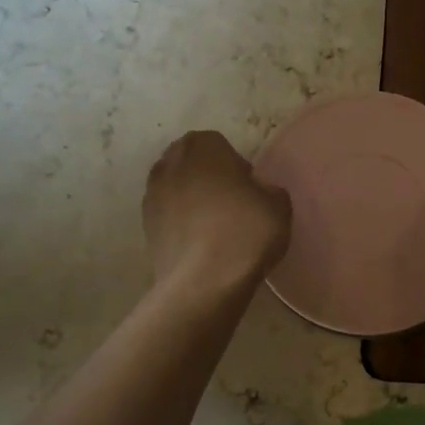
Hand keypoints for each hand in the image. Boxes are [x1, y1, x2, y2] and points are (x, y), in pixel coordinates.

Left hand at [143, 131, 291, 298]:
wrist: (204, 280)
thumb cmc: (245, 231)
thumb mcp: (279, 205)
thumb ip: (268, 189)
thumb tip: (258, 192)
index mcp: (203, 147)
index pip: (218, 143)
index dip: (235, 164)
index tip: (248, 188)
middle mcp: (171, 164)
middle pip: (191, 162)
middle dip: (208, 176)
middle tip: (231, 203)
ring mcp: (152, 195)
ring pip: (176, 188)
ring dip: (191, 199)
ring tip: (214, 225)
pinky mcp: (145, 227)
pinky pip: (168, 215)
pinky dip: (180, 223)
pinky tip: (200, 243)